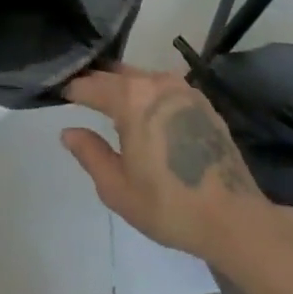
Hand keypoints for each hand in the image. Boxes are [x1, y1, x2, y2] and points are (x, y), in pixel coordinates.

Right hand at [62, 65, 279, 262]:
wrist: (235, 219)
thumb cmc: (169, 205)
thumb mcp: (117, 187)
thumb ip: (89, 153)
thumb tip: (69, 131)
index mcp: (131, 98)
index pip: (90, 84)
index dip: (71, 89)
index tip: (57, 94)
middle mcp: (156, 82)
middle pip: (116, 74)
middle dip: (96, 82)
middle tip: (79, 95)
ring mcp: (183, 89)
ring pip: (142, 78)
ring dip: (123, 86)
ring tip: (110, 103)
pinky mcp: (203, 102)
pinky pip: (164, 89)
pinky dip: (148, 95)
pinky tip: (146, 114)